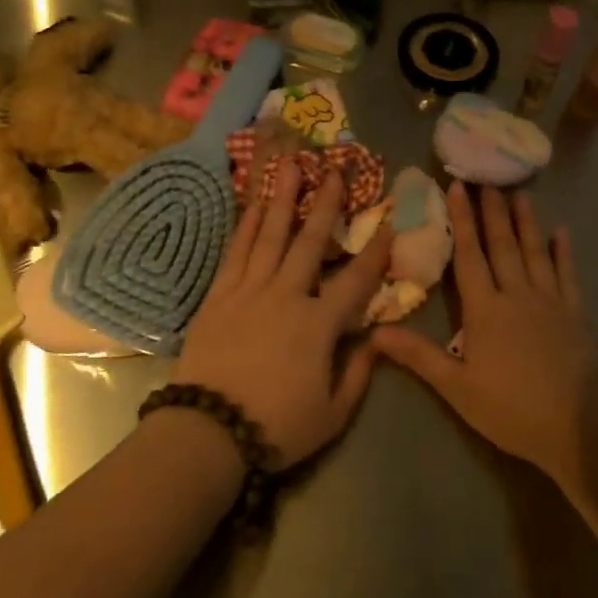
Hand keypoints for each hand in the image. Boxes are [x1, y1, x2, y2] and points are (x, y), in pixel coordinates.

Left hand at [176, 162, 391, 469]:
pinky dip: (247, 226)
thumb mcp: (333, 414)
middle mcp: (286, 295)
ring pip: (270, 236)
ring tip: (290, 167)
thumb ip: (359, 374)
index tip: (388, 224)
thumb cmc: (277, 426)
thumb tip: (377, 340)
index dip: (375, 252)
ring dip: (282, 199)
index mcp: (319, 324)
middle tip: (333, 170)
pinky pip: (237, 252)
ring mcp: (249, 291)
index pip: (356, 280)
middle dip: (324, 204)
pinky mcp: (219, 295)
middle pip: (309, 242)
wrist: (209, 430)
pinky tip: (255, 205)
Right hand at [373, 183, 597, 485]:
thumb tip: (375, 332)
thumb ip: (418, 356)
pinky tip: (563, 232)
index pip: (469, 256)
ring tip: (520, 193)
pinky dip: (564, 252)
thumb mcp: (457, 388)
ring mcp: (550, 302)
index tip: (457, 187)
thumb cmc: (512, 410)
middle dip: (492, 211)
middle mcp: (517, 295)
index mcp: (486, 310)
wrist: (580, 429)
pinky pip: (569, 276)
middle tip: (487, 179)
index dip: (462, 220)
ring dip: (526, 222)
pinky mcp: (576, 315)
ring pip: (535, 252)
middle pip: (502, 245)